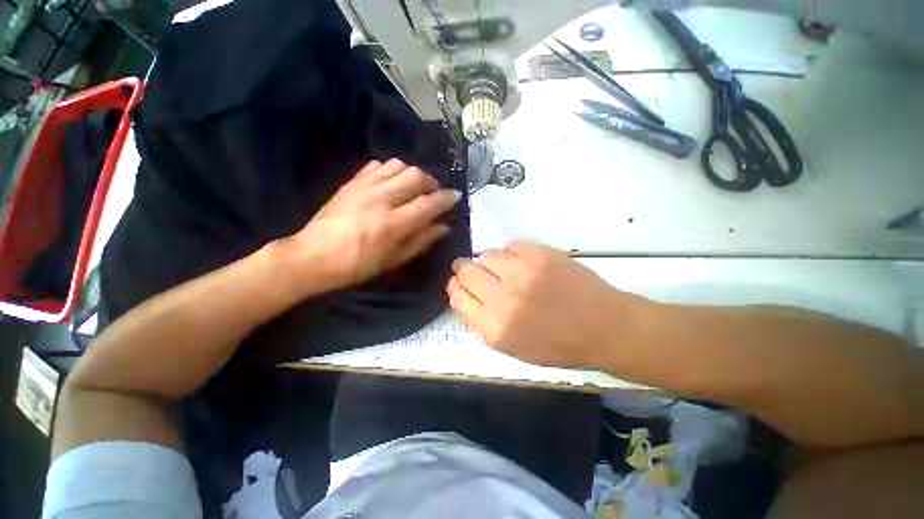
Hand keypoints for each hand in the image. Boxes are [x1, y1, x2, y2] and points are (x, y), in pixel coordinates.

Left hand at [280, 159, 460, 292]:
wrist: (312, 256)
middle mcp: (381, 199)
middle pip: (416, 176)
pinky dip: (392, 170)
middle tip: (434, 194)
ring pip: (399, 165)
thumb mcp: (393, 260)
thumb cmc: (357, 266)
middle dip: (432, 183)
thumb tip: (443, 227)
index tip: (456, 196)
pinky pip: (378, 165)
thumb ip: (421, 241)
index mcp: (392, 224)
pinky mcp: (352, 182)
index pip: (428, 204)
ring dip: (413, 174)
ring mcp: (364, 187)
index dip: (446, 199)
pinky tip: (392, 183)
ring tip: (414, 188)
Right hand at [447, 242, 654, 369]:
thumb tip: (463, 292)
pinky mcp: (539, 255)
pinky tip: (526, 264)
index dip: (455, 287)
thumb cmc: (557, 344)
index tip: (459, 283)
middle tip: (475, 269)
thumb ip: (481, 320)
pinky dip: (514, 254)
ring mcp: (521, 273)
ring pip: (486, 254)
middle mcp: (503, 299)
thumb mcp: (511, 346)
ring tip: (507, 269)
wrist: (602, 328)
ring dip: (491, 261)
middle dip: (465, 269)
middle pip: (466, 271)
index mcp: (495, 328)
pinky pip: (511, 246)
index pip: (457, 297)